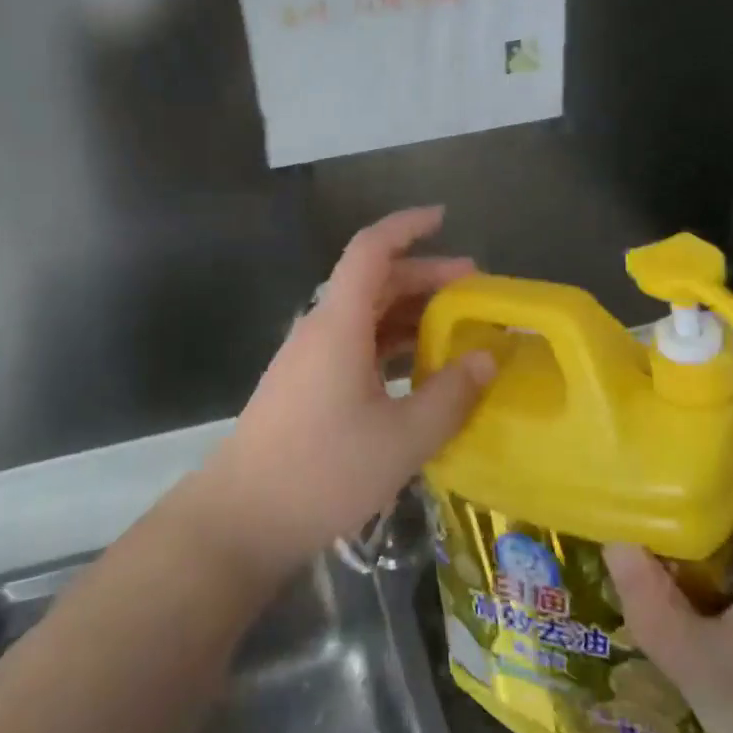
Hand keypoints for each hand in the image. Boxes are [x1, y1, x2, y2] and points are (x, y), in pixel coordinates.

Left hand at [191, 207, 497, 584]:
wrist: (244, 515)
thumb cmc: (324, 470)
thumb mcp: (403, 437)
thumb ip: (451, 394)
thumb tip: (487, 358)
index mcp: (339, 323)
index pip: (371, 250)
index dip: (406, 226)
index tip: (444, 217)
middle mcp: (322, 328)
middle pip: (374, 281)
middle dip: (424, 275)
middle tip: (474, 287)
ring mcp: (310, 357)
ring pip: (365, 314)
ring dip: (409, 312)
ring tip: (457, 326)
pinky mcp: (306, 384)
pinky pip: (355, 345)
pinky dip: (391, 343)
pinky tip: (419, 368)